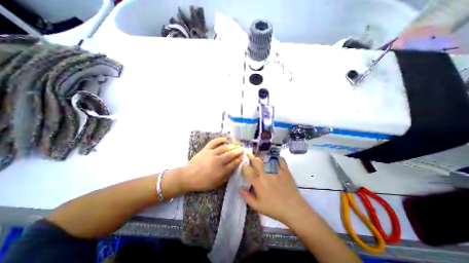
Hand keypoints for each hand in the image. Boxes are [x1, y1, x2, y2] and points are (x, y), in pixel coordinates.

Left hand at [181, 138, 243, 191]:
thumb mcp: (217, 183)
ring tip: (236, 145)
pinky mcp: (205, 149)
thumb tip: (234, 168)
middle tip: (243, 149)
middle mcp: (218, 161)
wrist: (188, 177)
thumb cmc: (203, 182)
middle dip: (238, 151)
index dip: (240, 159)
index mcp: (221, 171)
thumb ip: (227, 176)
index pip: (234, 163)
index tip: (243, 156)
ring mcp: (211, 154)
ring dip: (232, 146)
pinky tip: (225, 139)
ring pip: (224, 147)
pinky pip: (214, 142)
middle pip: (231, 154)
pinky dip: (220, 139)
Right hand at [241, 153, 309, 224]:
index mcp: (258, 183)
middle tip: (248, 153)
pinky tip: (274, 158)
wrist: (293, 209)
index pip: (248, 170)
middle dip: (251, 156)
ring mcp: (276, 171)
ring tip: (259, 155)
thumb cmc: (274, 208)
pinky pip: (280, 160)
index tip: (244, 165)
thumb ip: (247, 196)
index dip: (244, 166)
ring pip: (266, 159)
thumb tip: (240, 187)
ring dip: (261, 156)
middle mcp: (266, 174)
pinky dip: (276, 157)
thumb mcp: (257, 206)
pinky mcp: (285, 170)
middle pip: (256, 161)